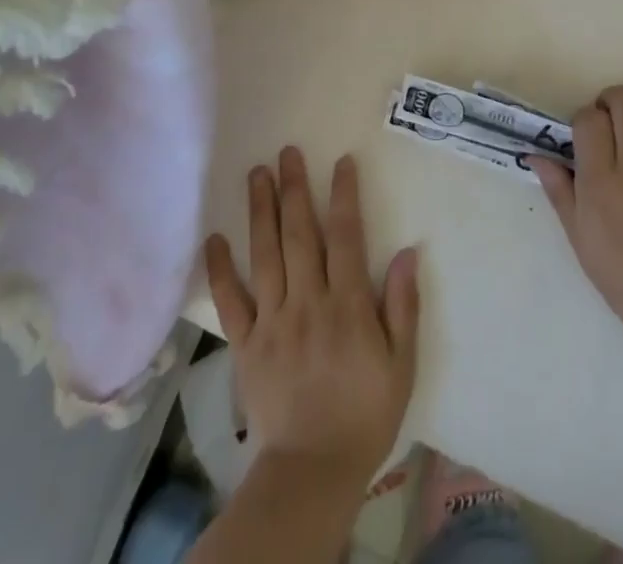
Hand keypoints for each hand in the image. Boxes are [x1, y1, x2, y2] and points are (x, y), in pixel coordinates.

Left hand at [204, 148, 420, 490]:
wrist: (313, 471)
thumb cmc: (364, 414)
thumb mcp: (401, 365)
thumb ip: (403, 306)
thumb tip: (408, 252)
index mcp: (347, 305)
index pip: (346, 237)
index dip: (344, 195)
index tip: (341, 162)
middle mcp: (308, 302)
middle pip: (300, 234)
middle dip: (295, 188)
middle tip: (287, 152)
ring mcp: (273, 321)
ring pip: (265, 255)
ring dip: (261, 211)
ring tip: (257, 174)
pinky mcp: (246, 345)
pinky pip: (231, 301)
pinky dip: (220, 269)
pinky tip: (214, 238)